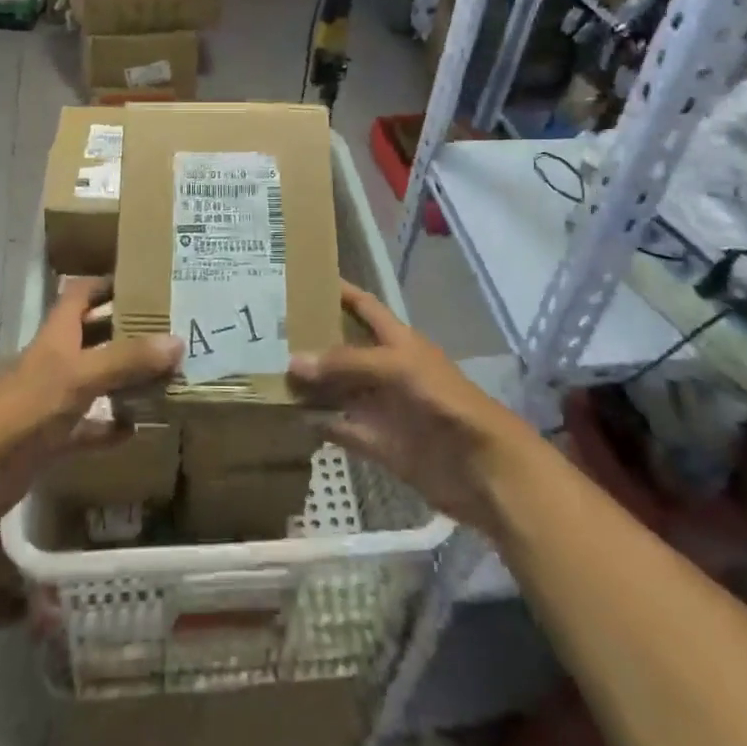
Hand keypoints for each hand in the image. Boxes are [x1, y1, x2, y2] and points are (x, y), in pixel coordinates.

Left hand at [0, 278, 179, 513]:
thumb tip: (177, 341)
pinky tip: (136, 429)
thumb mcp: (81, 376)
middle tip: (167, 331)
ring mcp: (50, 399)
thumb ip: (128, 359)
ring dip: (123, 380)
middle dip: (125, 332)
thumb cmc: (28, 408)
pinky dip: (109, 426)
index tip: (143, 284)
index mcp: (56, 335)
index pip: (80, 295)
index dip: (106, 285)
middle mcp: (53, 361)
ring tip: (163, 377)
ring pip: (94, 381)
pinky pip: (88, 425)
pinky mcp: (50, 437)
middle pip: (92, 336)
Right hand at [287, 282, 540, 535]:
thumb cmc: (444, 401)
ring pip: (337, 389)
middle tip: (265, 330)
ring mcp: (380, 406)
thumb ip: (347, 363)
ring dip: (308, 383)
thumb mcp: (397, 367)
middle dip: (311, 339)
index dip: (338, 290)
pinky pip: (340, 428)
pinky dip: (317, 423)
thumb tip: (293, 361)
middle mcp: (385, 368)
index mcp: (396, 340)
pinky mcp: (377, 442)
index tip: (300, 278)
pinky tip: (287, 417)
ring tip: (264, 372)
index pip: (362, 306)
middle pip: (342, 348)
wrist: (482, 467)